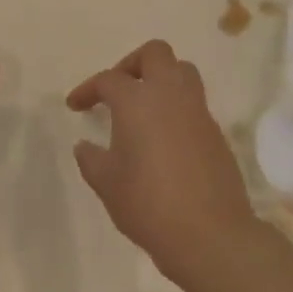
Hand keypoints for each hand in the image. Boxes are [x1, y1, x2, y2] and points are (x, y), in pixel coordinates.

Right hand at [68, 40, 254, 287]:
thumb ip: (91, 159)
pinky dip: (176, 109)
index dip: (88, 89)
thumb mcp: (107, 184)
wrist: (211, 237)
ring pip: (182, 72)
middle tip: (118, 90)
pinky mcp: (216, 134)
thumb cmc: (149, 204)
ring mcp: (198, 113)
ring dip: (161, 80)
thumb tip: (85, 146)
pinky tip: (163, 139)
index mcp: (137, 102)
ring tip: (143, 108)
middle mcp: (170, 96)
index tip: (75, 106)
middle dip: (133, 63)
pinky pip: (194, 104)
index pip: (108, 79)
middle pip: (156, 54)